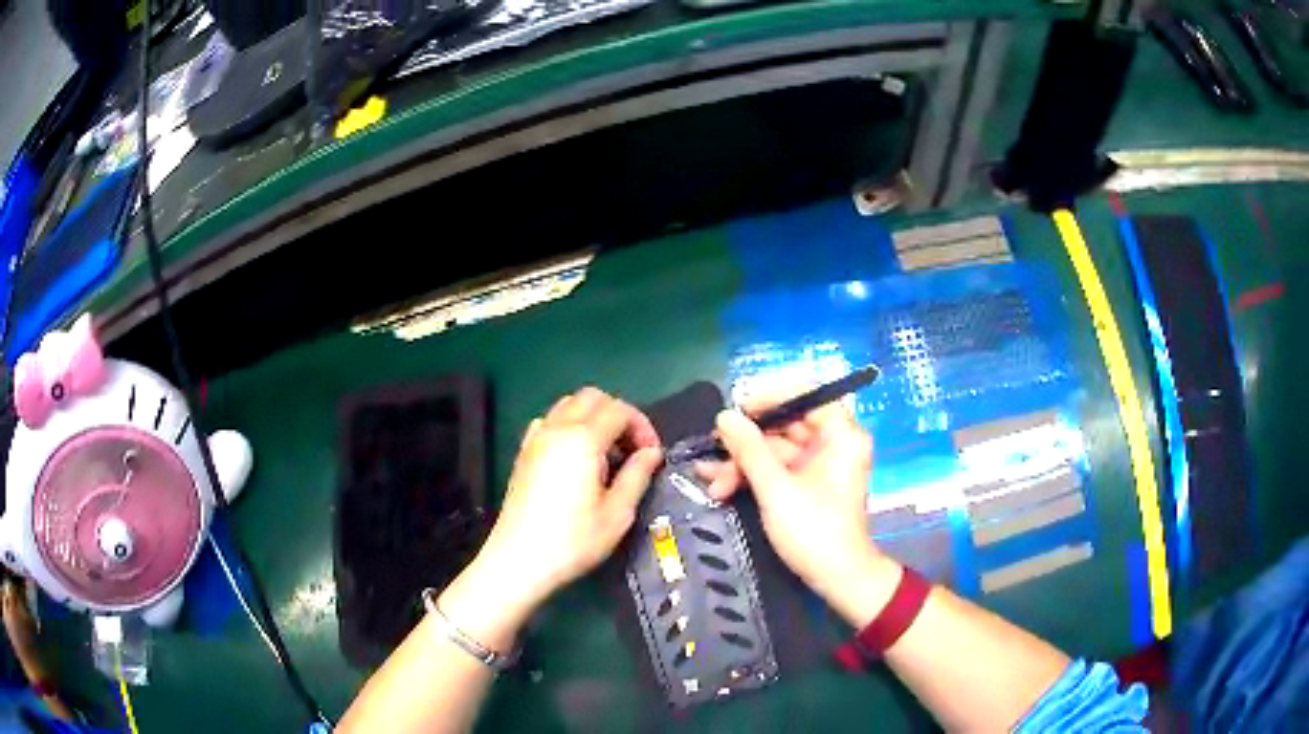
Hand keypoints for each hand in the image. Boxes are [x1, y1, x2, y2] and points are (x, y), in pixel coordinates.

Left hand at [441, 388, 662, 647]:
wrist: (519, 559)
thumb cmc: (573, 541)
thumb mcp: (617, 514)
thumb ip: (637, 476)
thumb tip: (652, 453)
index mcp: (583, 439)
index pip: (619, 410)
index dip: (642, 426)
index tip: (650, 456)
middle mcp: (557, 429)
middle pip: (592, 397)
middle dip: (618, 415)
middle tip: (631, 449)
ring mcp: (536, 438)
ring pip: (568, 405)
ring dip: (593, 418)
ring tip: (606, 455)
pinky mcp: (523, 453)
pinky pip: (549, 422)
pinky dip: (568, 427)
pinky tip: (576, 459)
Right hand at [699, 394, 899, 623]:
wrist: (836, 578)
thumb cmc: (813, 529)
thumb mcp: (776, 488)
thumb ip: (749, 449)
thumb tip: (725, 415)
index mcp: (840, 435)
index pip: (808, 394)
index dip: (771, 396)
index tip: (738, 408)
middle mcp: (833, 443)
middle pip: (786, 423)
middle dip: (746, 440)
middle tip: (713, 445)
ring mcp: (819, 465)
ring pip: (775, 449)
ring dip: (741, 463)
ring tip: (708, 478)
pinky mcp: (806, 485)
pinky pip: (776, 468)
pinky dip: (751, 475)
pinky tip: (718, 484)